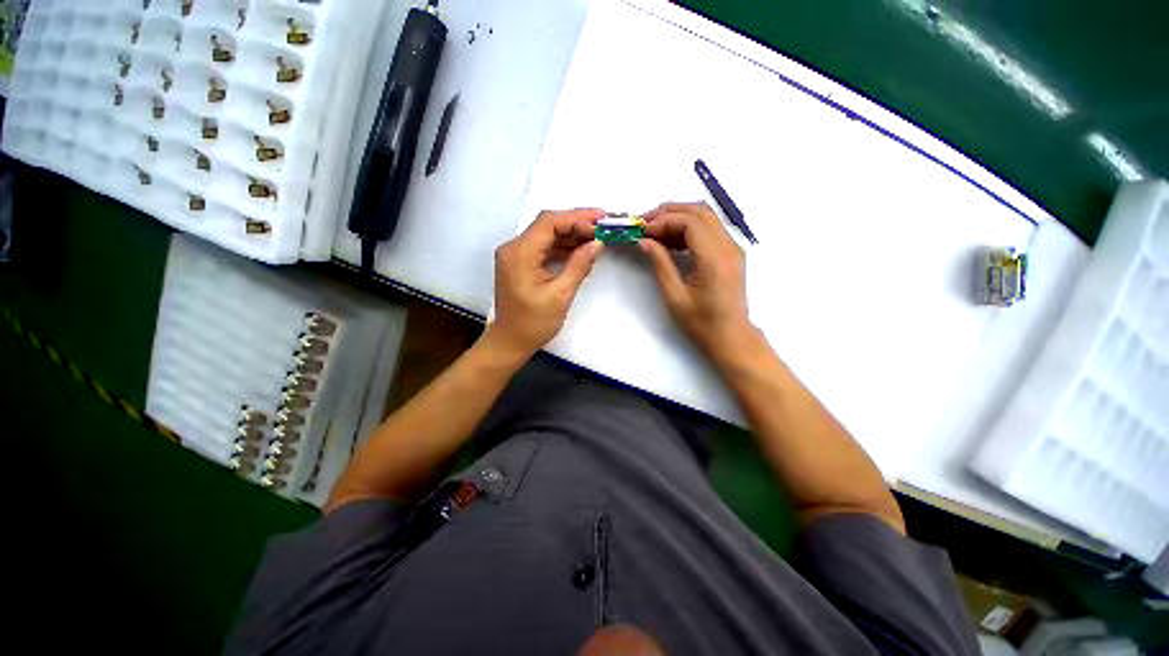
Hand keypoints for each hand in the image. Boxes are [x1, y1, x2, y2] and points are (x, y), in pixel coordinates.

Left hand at [488, 209, 604, 357]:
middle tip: (602, 226)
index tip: (601, 221)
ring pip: (546, 235)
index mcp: (520, 253)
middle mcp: (514, 248)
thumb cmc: (533, 323)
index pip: (549, 222)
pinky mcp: (520, 263)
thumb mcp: (560, 295)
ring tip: (596, 238)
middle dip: (576, 223)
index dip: (577, 218)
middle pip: (547, 224)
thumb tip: (598, 243)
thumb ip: (579, 266)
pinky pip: (543, 247)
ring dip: (570, 234)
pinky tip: (580, 250)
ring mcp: (515, 255)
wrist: (510, 341)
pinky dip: (562, 247)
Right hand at [639, 202, 751, 356]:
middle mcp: (728, 246)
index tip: (641, 230)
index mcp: (714, 258)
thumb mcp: (674, 295)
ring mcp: (733, 247)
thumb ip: (660, 263)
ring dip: (678, 217)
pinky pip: (709, 229)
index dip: (663, 220)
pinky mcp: (730, 252)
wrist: (731, 337)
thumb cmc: (701, 323)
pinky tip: (669, 240)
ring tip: (654, 231)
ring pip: (705, 216)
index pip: (689, 221)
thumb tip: (644, 241)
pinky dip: (688, 228)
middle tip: (644, 224)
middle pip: (699, 211)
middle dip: (669, 212)